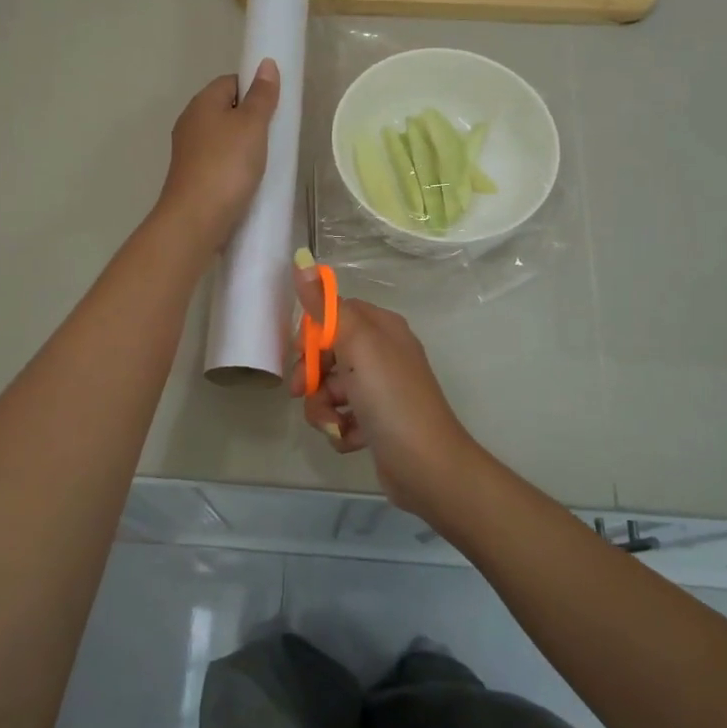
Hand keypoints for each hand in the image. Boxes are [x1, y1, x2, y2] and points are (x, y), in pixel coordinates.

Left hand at [153, 60, 279, 252]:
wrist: (196, 219)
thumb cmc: (227, 165)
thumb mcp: (252, 125)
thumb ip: (261, 96)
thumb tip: (266, 64)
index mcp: (202, 103)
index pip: (230, 82)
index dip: (254, 89)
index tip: (275, 107)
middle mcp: (191, 123)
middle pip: (226, 110)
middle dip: (250, 119)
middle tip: (276, 134)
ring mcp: (189, 152)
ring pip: (222, 138)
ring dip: (243, 146)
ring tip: (267, 159)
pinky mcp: (193, 177)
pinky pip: (219, 161)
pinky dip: (234, 166)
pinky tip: (249, 179)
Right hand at [290, 257, 496, 523]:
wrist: (427, 466)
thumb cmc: (391, 398)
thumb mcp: (357, 345)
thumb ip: (327, 307)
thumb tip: (303, 261)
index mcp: (382, 328)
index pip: (335, 314)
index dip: (313, 333)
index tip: (299, 352)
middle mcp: (383, 354)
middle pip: (329, 354)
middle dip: (312, 376)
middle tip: (302, 392)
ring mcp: (381, 391)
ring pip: (331, 389)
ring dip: (324, 408)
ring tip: (336, 424)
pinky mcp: (377, 423)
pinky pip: (343, 417)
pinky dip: (341, 428)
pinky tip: (353, 438)